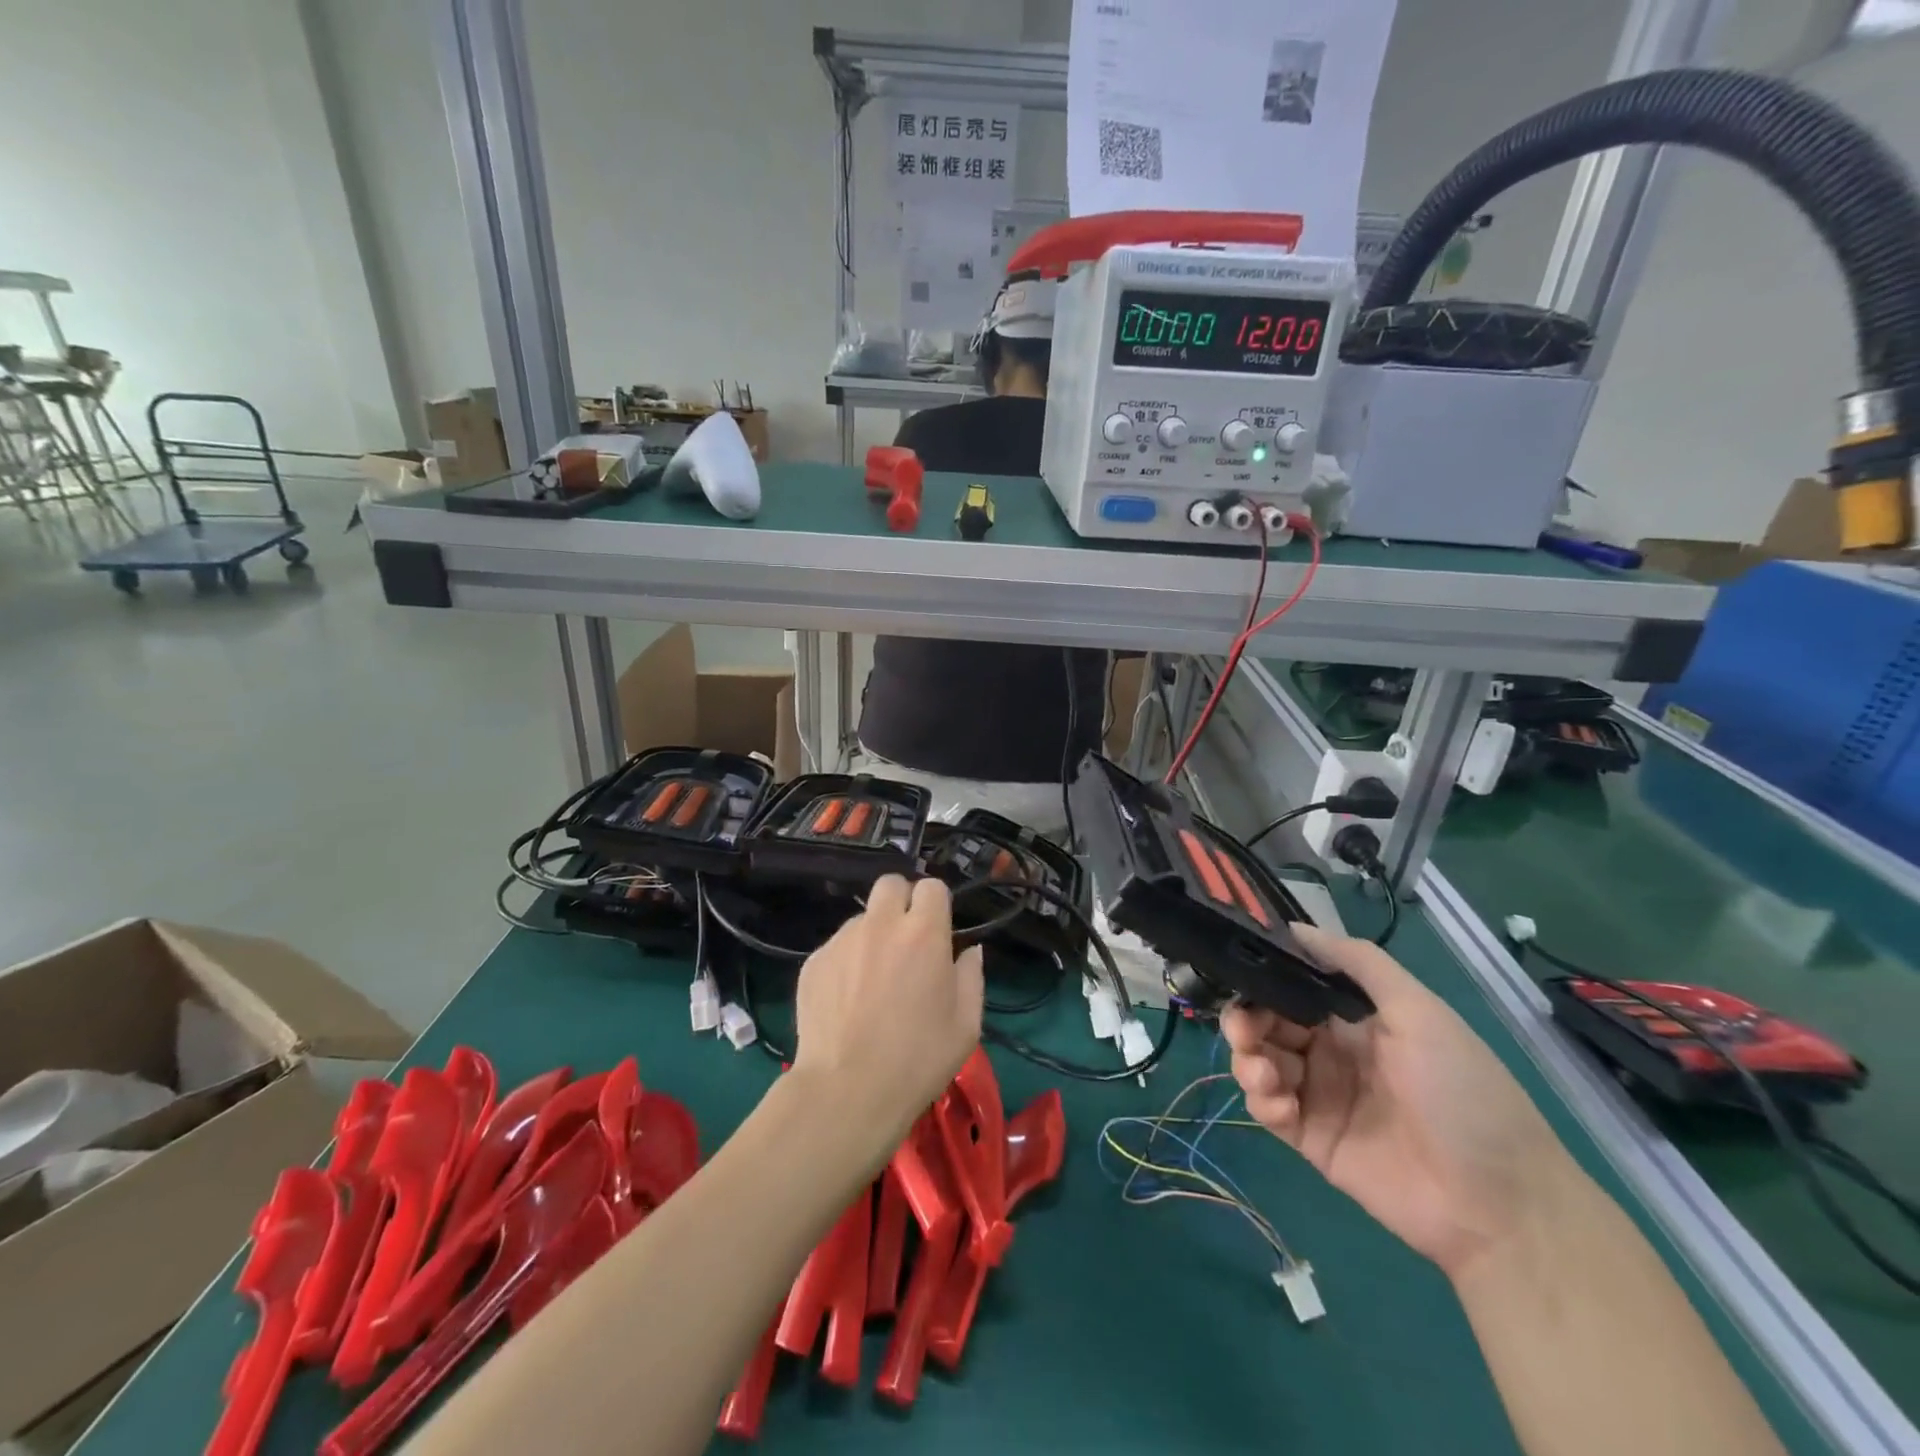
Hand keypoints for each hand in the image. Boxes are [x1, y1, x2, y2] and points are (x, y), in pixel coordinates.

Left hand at [791, 876, 983, 1148]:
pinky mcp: (813, 961)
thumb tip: (969, 950)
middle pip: (891, 884)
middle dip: (902, 902)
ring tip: (873, 979)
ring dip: (873, 934)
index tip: (938, 932)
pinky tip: (847, 1000)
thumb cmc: (918, 1059)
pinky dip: (846, 962)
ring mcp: (842, 940)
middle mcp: (881, 924)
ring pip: (861, 917)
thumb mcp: (966, 1024)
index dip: (937, 905)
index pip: (932, 887)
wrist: (847, 1091)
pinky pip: (836, 947)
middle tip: (906, 940)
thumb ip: (972, 976)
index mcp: (924, 933)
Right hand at [1222, 923, 1573, 1280]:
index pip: (1293, 985)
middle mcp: (1332, 1049)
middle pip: (1267, 1021)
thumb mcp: (1421, 1013)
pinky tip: (1279, 1103)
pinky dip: (1260, 1098)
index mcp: (1356, 1018)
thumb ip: (1360, 964)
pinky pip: (1267, 1107)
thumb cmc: (1464, 1094)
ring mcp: (1320, 1094)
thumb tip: (1295, 927)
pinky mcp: (1310, 1138)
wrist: (1501, 1207)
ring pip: (1259, 1060)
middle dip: (1245, 1018)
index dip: (1265, 978)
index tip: (1241, 973)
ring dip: (1247, 1057)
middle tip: (1244, 1029)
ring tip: (1262, 1071)